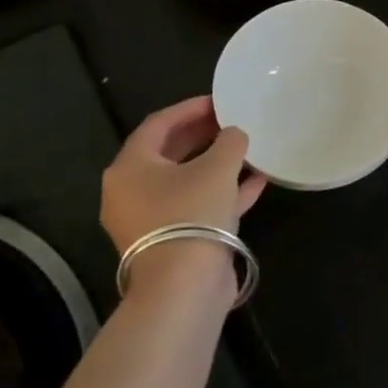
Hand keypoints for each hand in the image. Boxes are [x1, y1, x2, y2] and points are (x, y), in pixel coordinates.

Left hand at [100, 97, 266, 289]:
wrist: (184, 287)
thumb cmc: (192, 213)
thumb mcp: (217, 167)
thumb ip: (229, 142)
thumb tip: (234, 134)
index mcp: (131, 167)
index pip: (158, 124)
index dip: (189, 108)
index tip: (219, 100)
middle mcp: (132, 192)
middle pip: (169, 152)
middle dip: (202, 135)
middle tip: (231, 121)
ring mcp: (150, 220)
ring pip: (185, 181)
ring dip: (215, 164)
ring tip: (246, 148)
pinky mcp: (172, 241)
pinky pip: (196, 207)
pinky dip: (222, 192)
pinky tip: (256, 182)